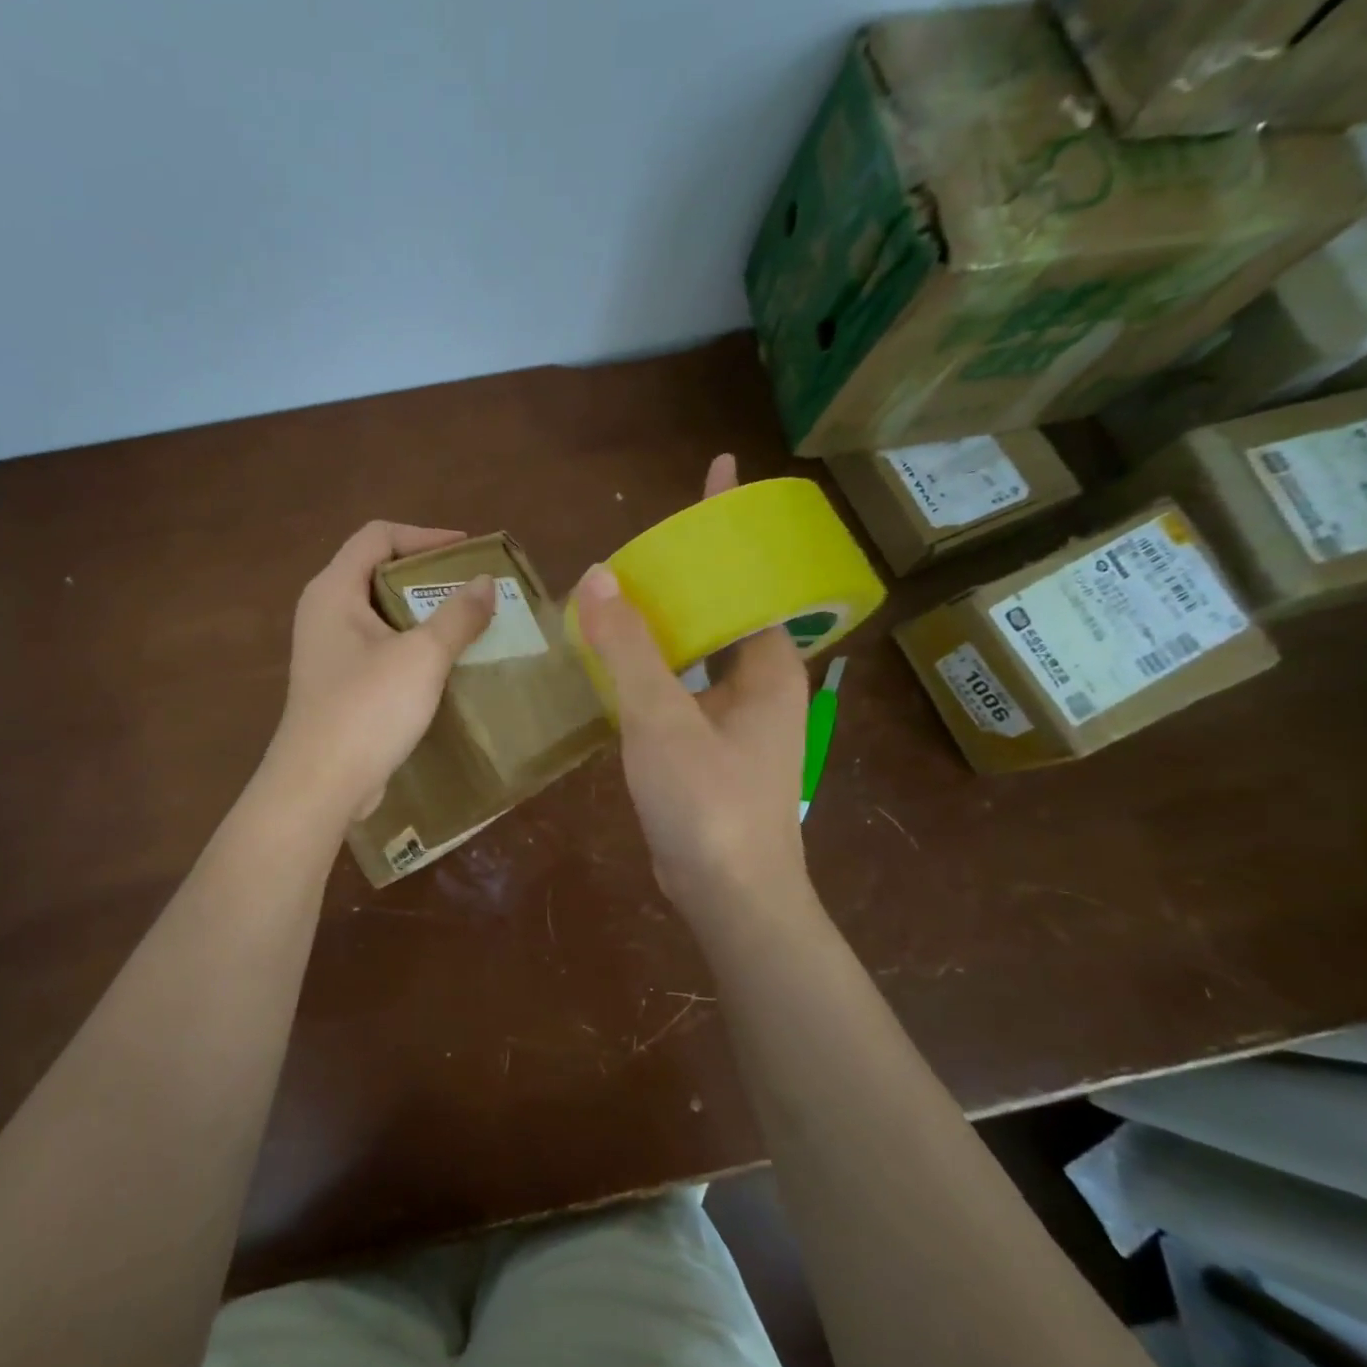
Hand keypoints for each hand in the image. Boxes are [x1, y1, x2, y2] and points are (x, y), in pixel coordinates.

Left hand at [267, 521, 495, 821]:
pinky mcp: (337, 683)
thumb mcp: (422, 657)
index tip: (468, 551)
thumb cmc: (368, 709)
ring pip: (380, 613)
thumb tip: (485, 584)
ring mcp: (328, 650)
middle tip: (472, 588)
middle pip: (377, 571)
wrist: (320, 785)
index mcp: (334, 591)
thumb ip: (457, 615)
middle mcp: (324, 612)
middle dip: (428, 575)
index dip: (425, 536)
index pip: (377, 536)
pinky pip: (378, 647)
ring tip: (466, 623)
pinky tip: (442, 663)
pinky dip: (410, 644)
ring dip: (422, 613)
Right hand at [574, 455, 811, 915]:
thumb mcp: (661, 720)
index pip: (752, 574)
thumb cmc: (707, 803)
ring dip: (665, 618)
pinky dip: (653, 662)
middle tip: (641, 537)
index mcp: (769, 665)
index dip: (733, 523)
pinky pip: (682, 683)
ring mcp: (737, 716)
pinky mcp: (710, 744)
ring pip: (698, 648)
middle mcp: (761, 682)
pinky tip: (616, 655)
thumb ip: (630, 649)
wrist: (727, 895)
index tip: (721, 471)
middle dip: (690, 568)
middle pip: (723, 605)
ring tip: (619, 587)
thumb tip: (597, 578)